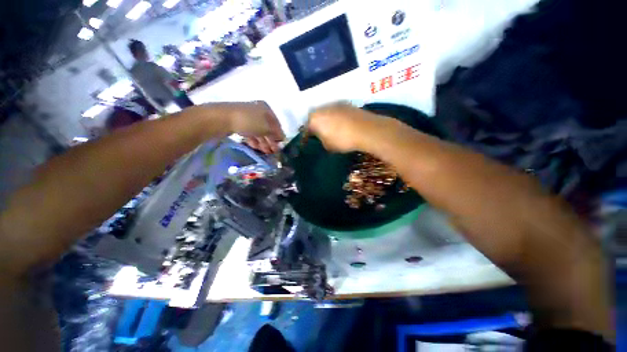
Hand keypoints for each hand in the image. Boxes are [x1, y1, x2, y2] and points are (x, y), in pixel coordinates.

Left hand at [222, 101, 284, 153]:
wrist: (222, 118)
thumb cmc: (249, 121)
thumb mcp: (266, 128)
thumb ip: (276, 134)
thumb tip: (281, 138)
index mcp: (266, 109)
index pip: (276, 124)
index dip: (279, 135)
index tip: (280, 145)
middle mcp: (258, 111)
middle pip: (267, 128)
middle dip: (271, 140)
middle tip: (273, 151)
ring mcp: (247, 117)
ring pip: (259, 131)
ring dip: (263, 142)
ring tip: (265, 152)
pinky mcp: (239, 123)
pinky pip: (250, 133)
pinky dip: (254, 140)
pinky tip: (256, 147)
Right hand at [308, 102, 377, 152]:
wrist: (365, 129)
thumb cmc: (343, 140)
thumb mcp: (328, 146)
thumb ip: (322, 140)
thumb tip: (323, 136)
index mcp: (314, 119)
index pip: (306, 127)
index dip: (308, 135)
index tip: (312, 140)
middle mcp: (322, 108)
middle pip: (316, 117)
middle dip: (317, 124)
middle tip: (322, 133)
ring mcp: (335, 104)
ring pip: (326, 112)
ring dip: (327, 119)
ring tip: (334, 128)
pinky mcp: (346, 103)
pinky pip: (337, 111)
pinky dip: (337, 116)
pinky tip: (343, 124)